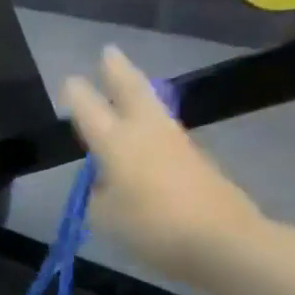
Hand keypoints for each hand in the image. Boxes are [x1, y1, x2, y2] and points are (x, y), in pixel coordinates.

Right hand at [61, 46, 266, 284]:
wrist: (224, 242)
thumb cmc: (153, 228)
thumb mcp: (105, 216)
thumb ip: (100, 193)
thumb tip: (109, 182)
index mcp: (117, 144)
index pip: (90, 111)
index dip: (78, 96)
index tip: (70, 80)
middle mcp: (147, 134)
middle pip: (132, 92)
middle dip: (118, 71)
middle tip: (109, 52)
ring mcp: (177, 145)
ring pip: (154, 108)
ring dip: (139, 92)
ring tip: (128, 84)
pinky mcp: (198, 162)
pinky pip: (167, 134)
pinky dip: (153, 124)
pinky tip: (147, 132)